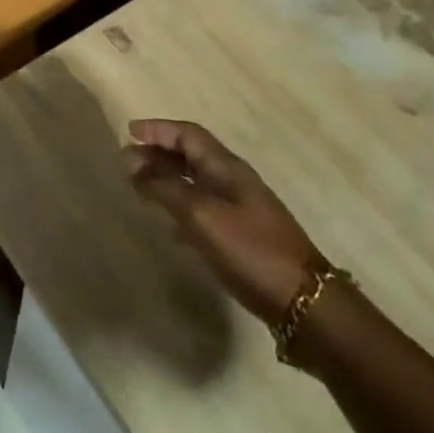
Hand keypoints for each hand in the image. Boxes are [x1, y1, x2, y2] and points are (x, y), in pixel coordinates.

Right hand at [124, 119, 322, 324]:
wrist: (305, 302)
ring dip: (168, 178)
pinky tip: (171, 226)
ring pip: (197, 181)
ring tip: (142, 188)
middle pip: (192, 154)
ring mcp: (241, 208)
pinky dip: (182, 206)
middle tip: (128, 161)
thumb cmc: (250, 250)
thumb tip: (132, 160)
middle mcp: (234, 180)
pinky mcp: (244, 234)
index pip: (188, 134)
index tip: (128, 132)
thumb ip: (164, 186)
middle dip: (160, 153)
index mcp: (226, 167)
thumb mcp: (200, 215)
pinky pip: (204, 207)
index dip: (158, 129)